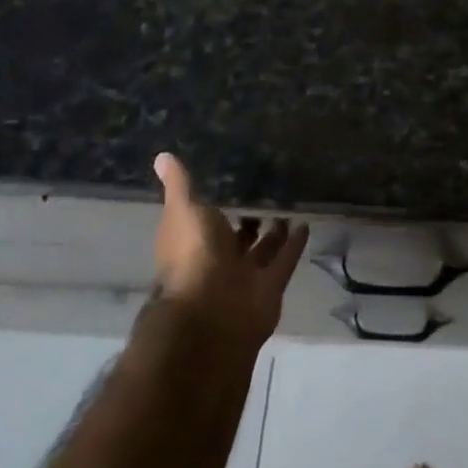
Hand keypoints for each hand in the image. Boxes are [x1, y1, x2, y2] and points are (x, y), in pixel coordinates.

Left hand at [153, 153, 309, 348]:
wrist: (212, 312)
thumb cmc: (192, 255)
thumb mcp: (183, 210)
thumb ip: (179, 186)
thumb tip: (162, 156)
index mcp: (193, 243)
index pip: (205, 221)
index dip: (216, 204)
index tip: (232, 181)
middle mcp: (217, 260)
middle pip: (236, 238)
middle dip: (249, 221)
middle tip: (267, 193)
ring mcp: (244, 277)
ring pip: (262, 250)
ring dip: (274, 233)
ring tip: (289, 206)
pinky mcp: (270, 287)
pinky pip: (284, 261)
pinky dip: (294, 245)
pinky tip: (306, 224)